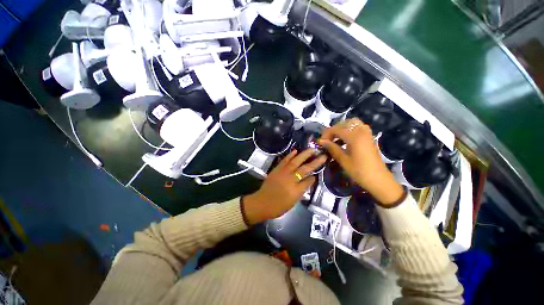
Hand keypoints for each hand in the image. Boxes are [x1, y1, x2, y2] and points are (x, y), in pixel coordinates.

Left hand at [242, 149, 326, 224]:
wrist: (262, 203)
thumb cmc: (278, 206)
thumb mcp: (293, 202)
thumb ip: (302, 190)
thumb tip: (310, 180)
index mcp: (296, 191)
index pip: (308, 181)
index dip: (314, 177)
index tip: (318, 173)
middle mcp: (291, 180)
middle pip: (305, 169)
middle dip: (315, 162)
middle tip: (322, 155)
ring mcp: (283, 173)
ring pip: (296, 161)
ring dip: (304, 155)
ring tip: (312, 149)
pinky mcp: (277, 169)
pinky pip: (284, 161)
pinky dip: (290, 155)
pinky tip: (295, 151)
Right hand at [318, 118, 403, 204]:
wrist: (378, 180)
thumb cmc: (359, 171)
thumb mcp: (343, 160)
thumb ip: (332, 148)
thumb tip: (321, 141)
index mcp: (355, 136)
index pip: (336, 129)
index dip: (326, 134)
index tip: (320, 142)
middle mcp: (361, 131)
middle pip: (345, 123)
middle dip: (334, 129)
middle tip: (328, 139)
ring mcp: (367, 133)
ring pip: (352, 123)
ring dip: (342, 129)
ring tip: (335, 139)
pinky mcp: (369, 138)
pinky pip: (358, 128)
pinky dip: (349, 131)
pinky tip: (344, 141)